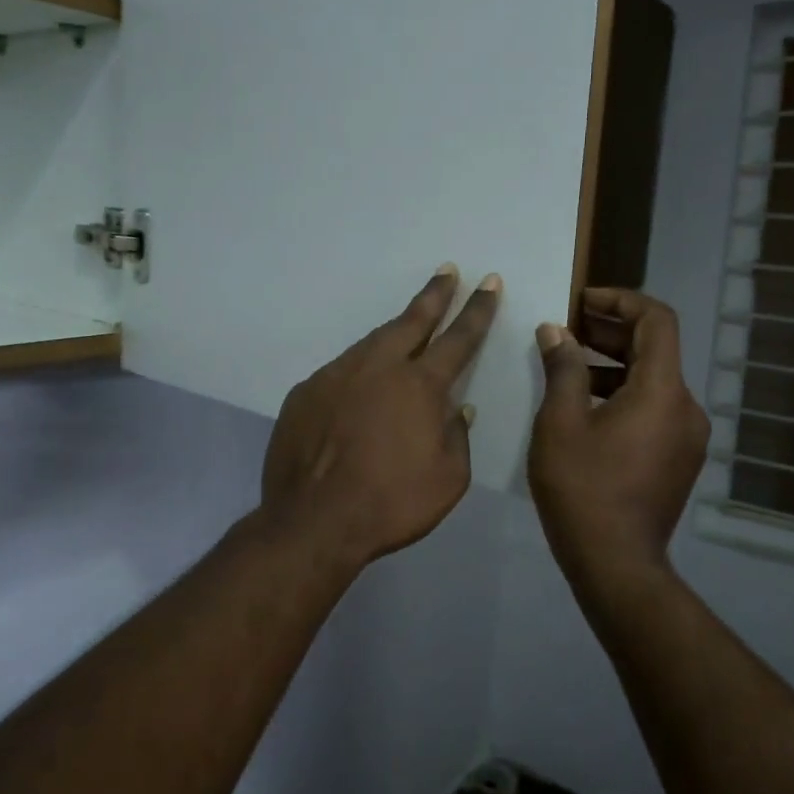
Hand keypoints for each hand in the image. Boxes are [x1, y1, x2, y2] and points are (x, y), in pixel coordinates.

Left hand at [262, 266, 500, 570]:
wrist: (313, 522)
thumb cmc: (391, 504)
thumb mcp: (448, 479)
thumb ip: (457, 436)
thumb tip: (459, 408)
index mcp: (420, 386)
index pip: (458, 338)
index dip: (477, 310)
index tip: (489, 282)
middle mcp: (378, 368)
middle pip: (412, 321)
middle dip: (435, 295)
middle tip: (447, 271)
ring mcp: (336, 376)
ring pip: (372, 342)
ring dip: (395, 330)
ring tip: (407, 324)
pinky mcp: (305, 392)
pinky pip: (340, 372)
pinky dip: (358, 370)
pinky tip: (360, 385)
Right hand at [529, 288, 709, 583]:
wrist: (616, 563)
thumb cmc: (583, 487)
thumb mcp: (560, 422)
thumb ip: (562, 368)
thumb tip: (556, 331)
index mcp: (662, 390)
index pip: (657, 320)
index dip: (621, 300)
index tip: (583, 301)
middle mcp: (686, 407)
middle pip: (655, 350)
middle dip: (610, 333)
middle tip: (566, 331)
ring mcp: (687, 436)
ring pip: (653, 382)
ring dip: (614, 366)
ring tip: (568, 369)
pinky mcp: (679, 459)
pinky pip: (654, 410)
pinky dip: (624, 396)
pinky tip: (586, 409)